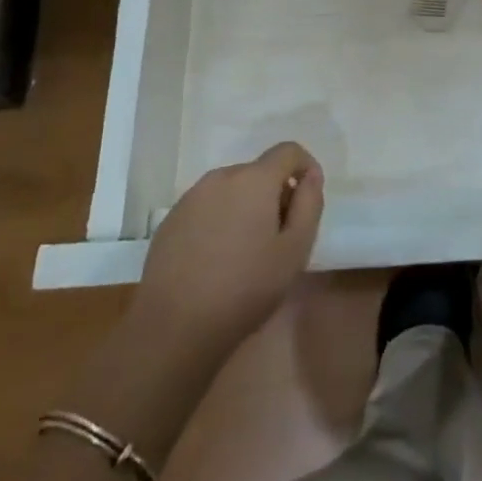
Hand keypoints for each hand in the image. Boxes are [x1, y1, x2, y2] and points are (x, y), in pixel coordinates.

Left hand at [132, 142, 324, 355]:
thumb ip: (309, 204)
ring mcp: (191, 198)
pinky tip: (215, 260)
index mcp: (254, 179)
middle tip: (278, 237)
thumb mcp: (295, 250)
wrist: (172, 329)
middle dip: (274, 193)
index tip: (307, 200)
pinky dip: (219, 220)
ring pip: (231, 189)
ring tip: (246, 251)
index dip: (305, 168)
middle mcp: (221, 177)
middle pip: (259, 171)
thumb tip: (311, 176)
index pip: (288, 151)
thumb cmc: (244, 289)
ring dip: (246, 207)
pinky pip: (206, 207)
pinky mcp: (170, 220)